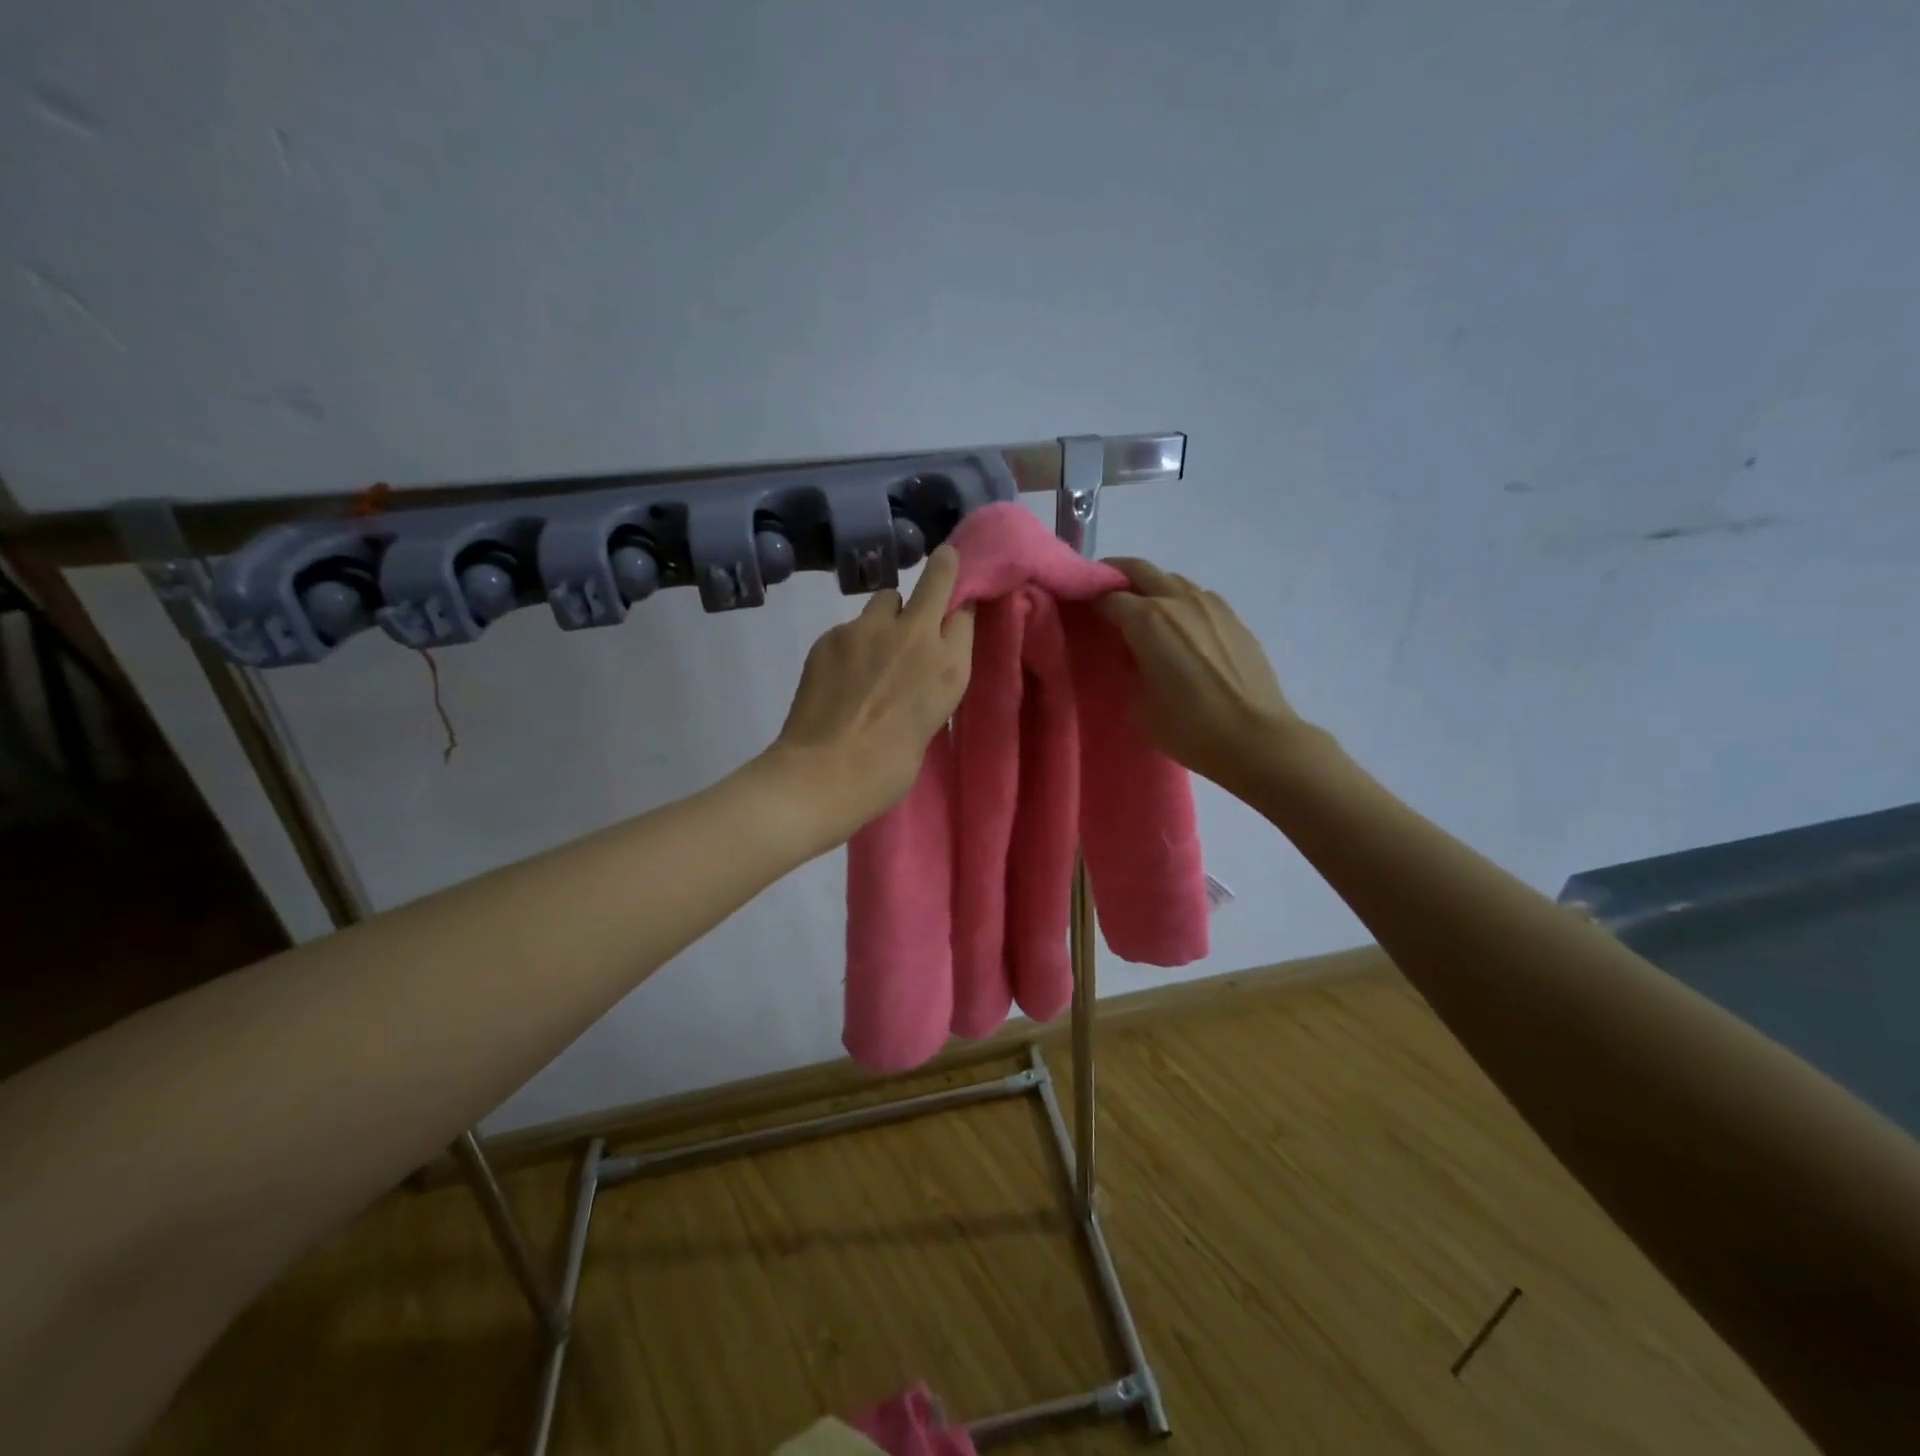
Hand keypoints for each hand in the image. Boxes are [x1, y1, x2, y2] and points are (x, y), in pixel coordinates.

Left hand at [771, 544, 975, 836]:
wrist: (823, 774)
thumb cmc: (887, 769)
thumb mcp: (929, 723)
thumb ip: (931, 682)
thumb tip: (920, 665)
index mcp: (949, 667)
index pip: (965, 613)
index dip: (960, 610)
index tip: (956, 611)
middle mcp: (916, 635)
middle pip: (937, 578)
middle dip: (942, 567)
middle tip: (942, 561)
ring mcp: (870, 629)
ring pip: (887, 599)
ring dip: (889, 615)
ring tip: (874, 649)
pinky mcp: (833, 634)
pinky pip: (851, 626)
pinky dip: (853, 642)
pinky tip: (842, 674)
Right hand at [1100, 559, 1297, 791]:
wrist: (1255, 739)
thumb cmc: (1190, 728)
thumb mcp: (1141, 704)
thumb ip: (1130, 668)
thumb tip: (1132, 654)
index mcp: (1148, 619)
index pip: (1108, 597)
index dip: (1090, 603)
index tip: (1081, 615)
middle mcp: (1178, 600)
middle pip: (1140, 570)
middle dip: (1117, 575)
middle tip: (1103, 594)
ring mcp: (1211, 605)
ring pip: (1172, 580)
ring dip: (1152, 588)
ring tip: (1144, 615)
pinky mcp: (1234, 618)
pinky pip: (1198, 598)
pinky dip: (1180, 603)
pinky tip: (1180, 630)